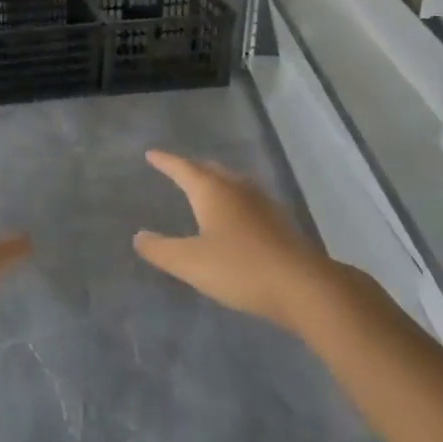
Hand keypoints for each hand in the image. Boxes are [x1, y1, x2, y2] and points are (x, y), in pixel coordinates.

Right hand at [134, 150, 330, 330]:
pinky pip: (248, 200)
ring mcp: (262, 204)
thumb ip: (160, 249)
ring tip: (205, 188)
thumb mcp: (190, 263)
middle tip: (177, 169)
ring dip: (215, 182)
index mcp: (211, 191)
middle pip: (210, 169)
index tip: (151, 154)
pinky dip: (233, 200)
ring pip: (232, 182)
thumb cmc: (239, 268)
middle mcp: (237, 189)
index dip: (165, 161)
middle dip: (191, 168)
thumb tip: (138, 236)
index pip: (182, 168)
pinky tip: (236, 216)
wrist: (304, 287)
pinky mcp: (279, 223)